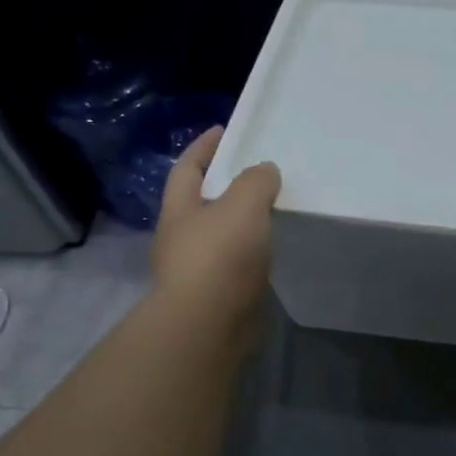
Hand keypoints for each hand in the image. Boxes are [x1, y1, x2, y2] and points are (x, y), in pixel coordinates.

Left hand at [151, 126, 281, 339]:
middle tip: (258, 170)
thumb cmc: (220, 256)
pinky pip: (238, 262)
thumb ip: (256, 181)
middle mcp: (182, 238)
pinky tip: (275, 248)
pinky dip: (254, 250)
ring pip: (223, 234)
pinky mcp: (219, 294)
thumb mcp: (243, 204)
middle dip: (224, 185)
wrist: (210, 325)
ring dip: (242, 220)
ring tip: (273, 208)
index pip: (188, 168)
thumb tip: (264, 171)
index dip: (204, 147)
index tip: (224, 130)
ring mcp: (199, 269)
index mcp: (180, 210)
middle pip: (202, 201)